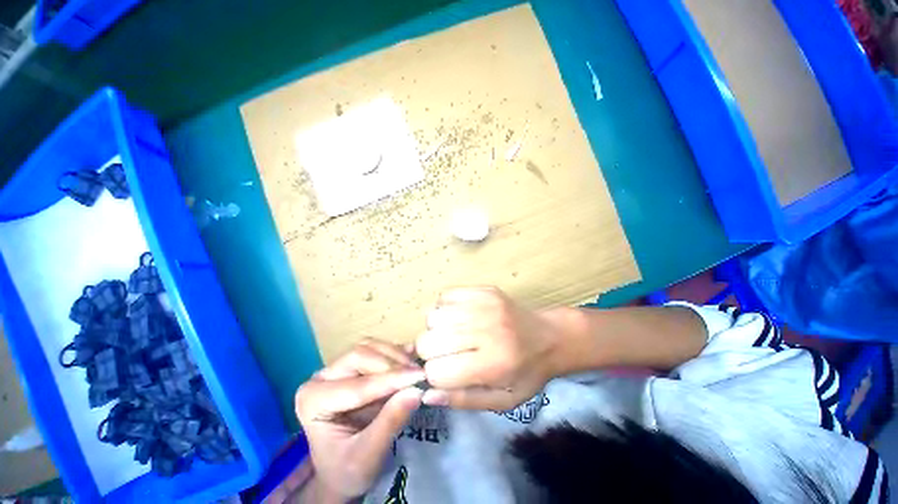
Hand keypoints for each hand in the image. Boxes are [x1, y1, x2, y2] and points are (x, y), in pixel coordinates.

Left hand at [295, 339, 424, 501]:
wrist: (342, 471)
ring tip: (415, 371)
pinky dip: (395, 352)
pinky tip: (411, 358)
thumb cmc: (348, 470)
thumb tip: (416, 391)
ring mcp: (337, 368)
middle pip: (361, 355)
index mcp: (313, 401)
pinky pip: (376, 348)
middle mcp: (321, 378)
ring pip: (370, 347)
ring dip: (395, 355)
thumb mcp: (368, 457)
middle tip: (418, 375)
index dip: (391, 380)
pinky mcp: (353, 365)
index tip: (420, 377)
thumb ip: (389, 424)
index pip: (357, 385)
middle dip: (392, 364)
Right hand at [415, 287, 565, 410]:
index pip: (436, 372)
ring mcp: (484, 305)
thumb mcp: (502, 401)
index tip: (445, 375)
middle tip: (446, 354)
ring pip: (432, 317)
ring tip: (453, 334)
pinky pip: (444, 296)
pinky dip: (444, 308)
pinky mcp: (483, 290)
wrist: (550, 337)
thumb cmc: (526, 373)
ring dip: (436, 329)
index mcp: (492, 365)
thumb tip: (427, 394)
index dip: (435, 377)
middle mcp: (486, 331)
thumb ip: (463, 400)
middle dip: (429, 353)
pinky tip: (457, 317)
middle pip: (427, 341)